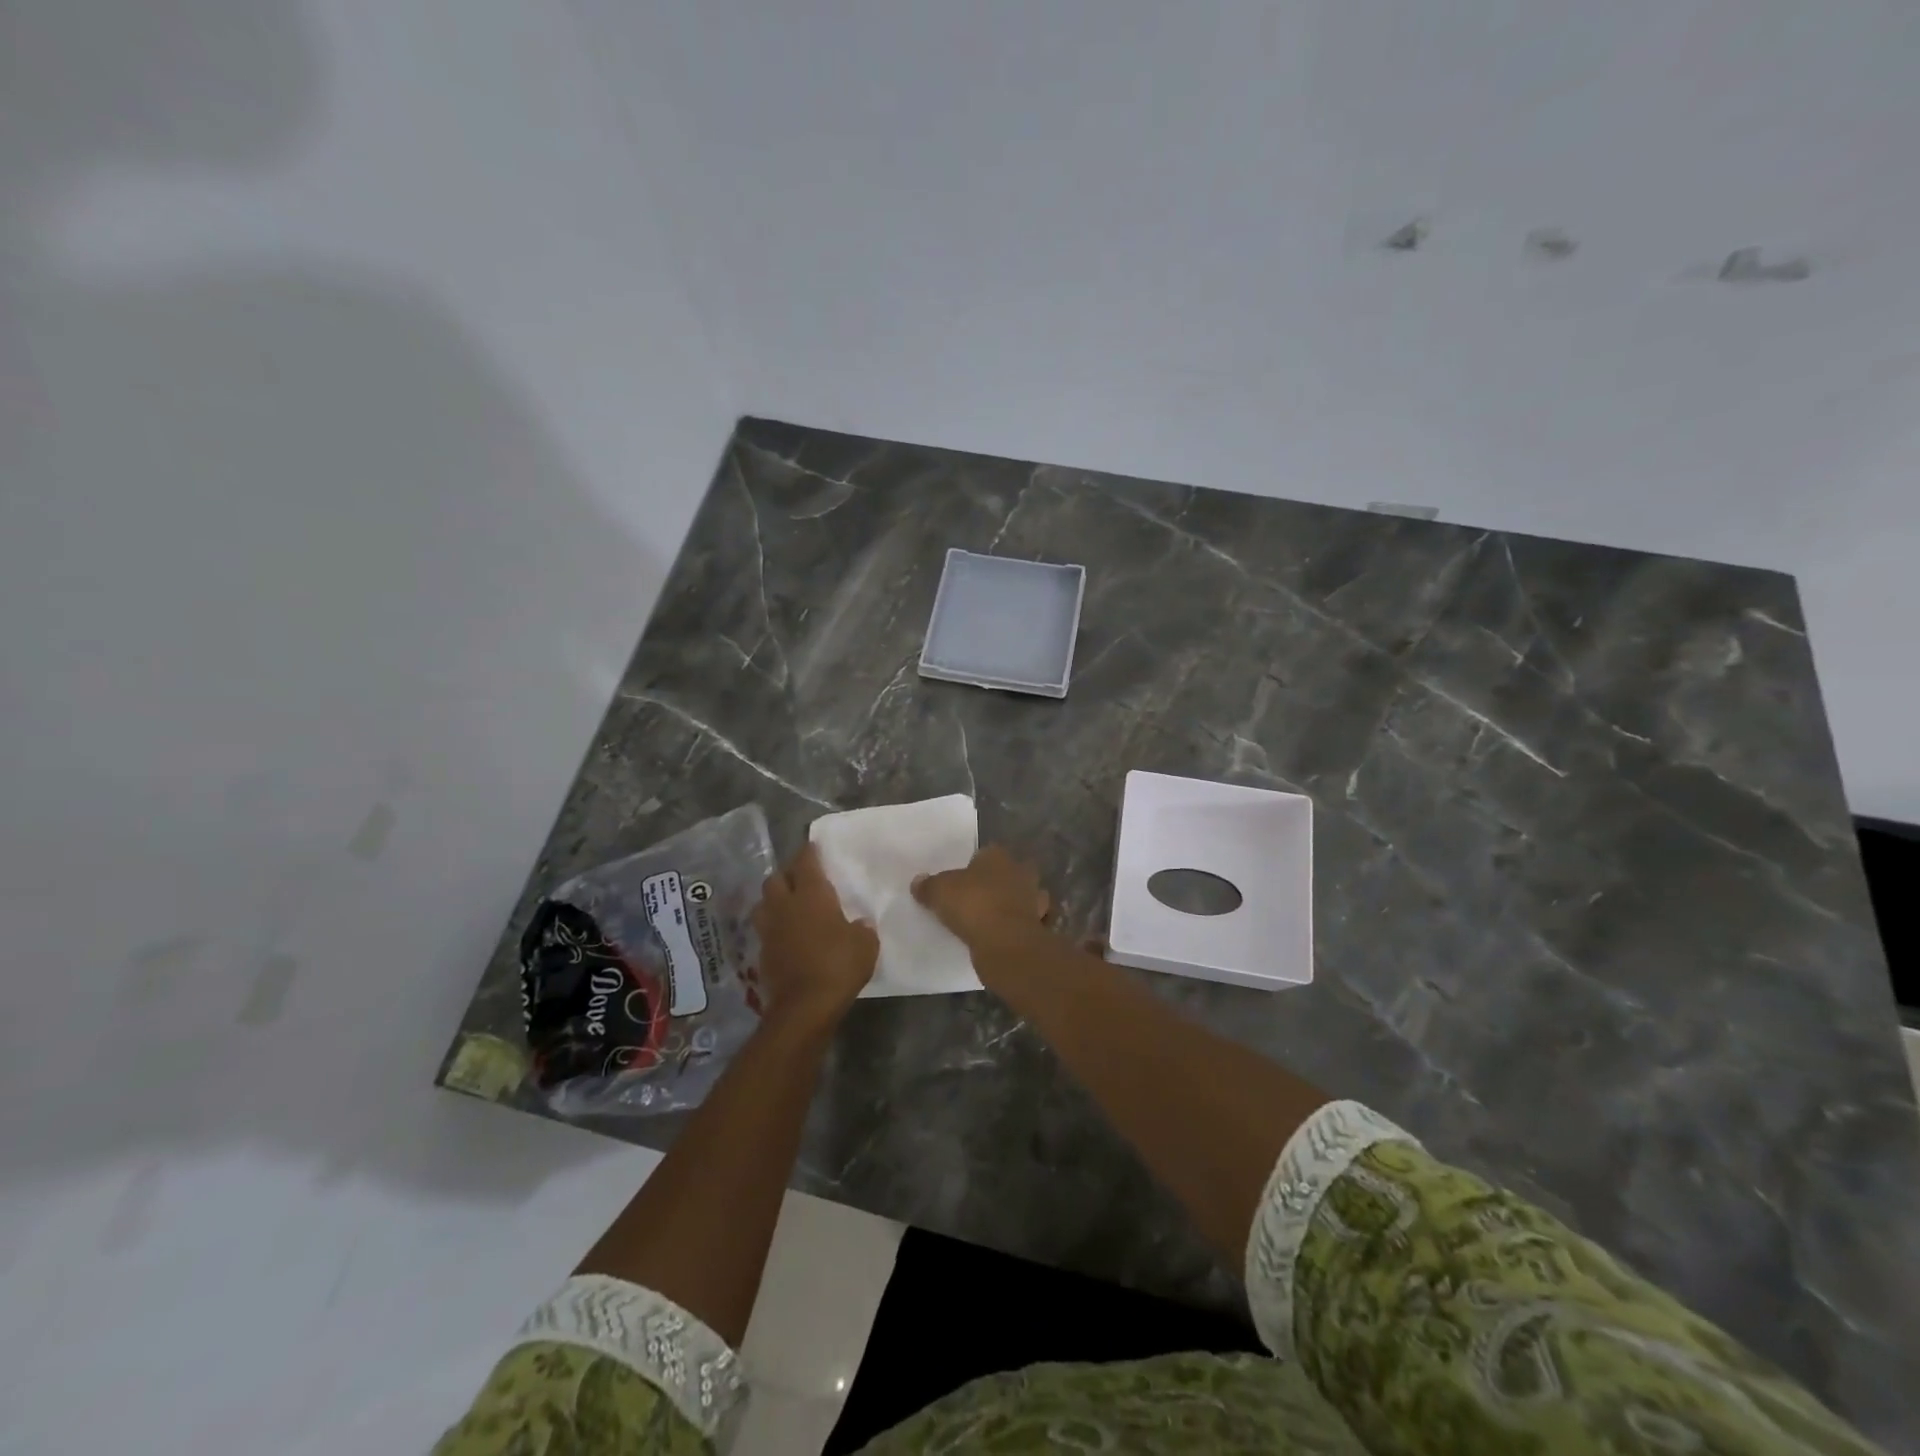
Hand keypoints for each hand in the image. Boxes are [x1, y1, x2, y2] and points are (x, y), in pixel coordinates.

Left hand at [752, 843, 877, 1033]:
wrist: (804, 1007)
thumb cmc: (838, 965)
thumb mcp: (865, 944)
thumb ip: (862, 928)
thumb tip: (860, 923)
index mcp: (811, 895)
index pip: (806, 862)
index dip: (809, 852)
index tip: (813, 846)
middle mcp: (785, 906)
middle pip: (776, 878)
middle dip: (787, 874)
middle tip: (801, 878)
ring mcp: (769, 930)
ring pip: (764, 903)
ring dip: (774, 900)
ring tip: (788, 904)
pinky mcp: (762, 953)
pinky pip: (765, 930)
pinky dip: (775, 927)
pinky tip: (787, 934)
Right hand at [912, 846, 1051, 965]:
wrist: (1006, 943)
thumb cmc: (973, 905)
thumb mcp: (939, 891)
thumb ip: (928, 885)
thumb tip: (918, 881)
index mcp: (998, 856)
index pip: (987, 853)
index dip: (976, 865)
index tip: (964, 880)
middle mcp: (1021, 873)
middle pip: (1012, 873)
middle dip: (1002, 883)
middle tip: (980, 898)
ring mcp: (1034, 901)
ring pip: (1027, 898)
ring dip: (1016, 905)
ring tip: (994, 919)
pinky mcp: (1039, 927)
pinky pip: (1029, 924)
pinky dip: (1021, 928)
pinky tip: (1006, 937)